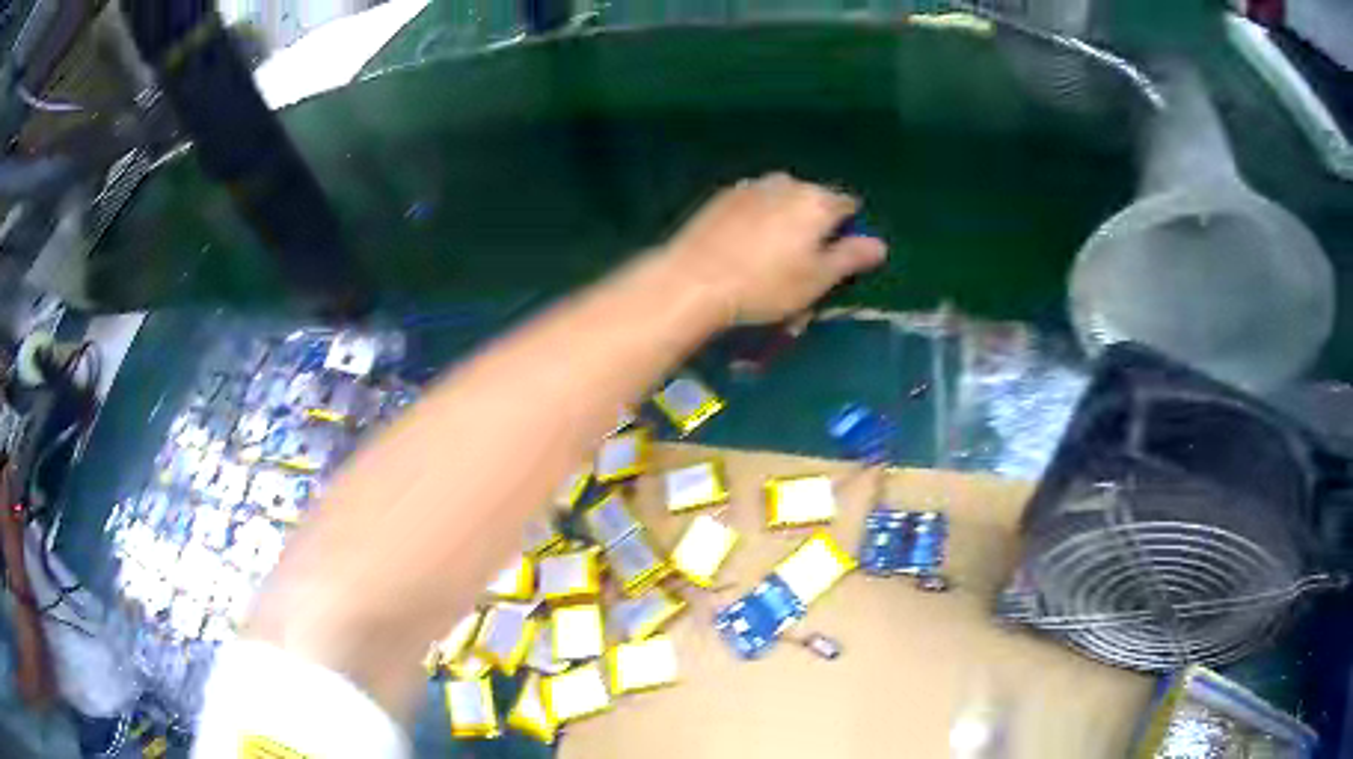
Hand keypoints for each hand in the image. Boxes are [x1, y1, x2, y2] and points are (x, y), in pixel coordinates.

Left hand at [663, 173, 887, 324]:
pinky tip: (744, 247)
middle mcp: (787, 183)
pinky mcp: (723, 196)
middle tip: (802, 263)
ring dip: (785, 220)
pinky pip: (754, 204)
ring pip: (782, 200)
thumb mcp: (817, 279)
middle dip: (815, 225)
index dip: (848, 231)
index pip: (847, 206)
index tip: (837, 258)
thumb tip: (879, 244)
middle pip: (813, 200)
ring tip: (770, 258)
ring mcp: (752, 186)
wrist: (694, 280)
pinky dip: (758, 220)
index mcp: (817, 200)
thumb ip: (851, 257)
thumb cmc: (766, 285)